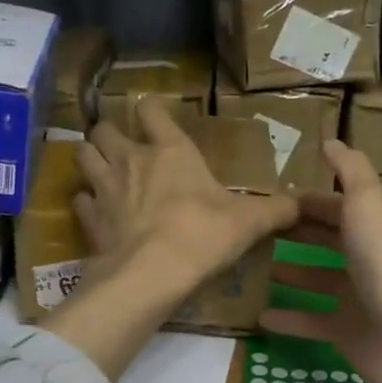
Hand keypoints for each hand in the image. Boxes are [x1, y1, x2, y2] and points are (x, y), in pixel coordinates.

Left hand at [74, 99, 296, 294]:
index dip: (150, 109)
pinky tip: (96, 210)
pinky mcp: (90, 219)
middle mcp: (132, 160)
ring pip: (83, 156)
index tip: (153, 114)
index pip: (152, 111)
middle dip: (109, 133)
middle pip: (104, 130)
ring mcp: (105, 188)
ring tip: (100, 169)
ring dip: (90, 158)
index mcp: (171, 151)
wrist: (153, 273)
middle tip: (121, 146)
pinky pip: (79, 200)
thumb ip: (276, 210)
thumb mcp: (249, 222)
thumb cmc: (203, 235)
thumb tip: (301, 203)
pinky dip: (86, 202)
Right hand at [261, 140, 381, 382]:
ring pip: (316, 279)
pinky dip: (288, 319)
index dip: (303, 199)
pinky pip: (311, 321)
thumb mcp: (368, 203)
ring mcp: (357, 297)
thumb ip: (350, 170)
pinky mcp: (347, 332)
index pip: (333, 203)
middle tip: (251, 230)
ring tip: (250, 267)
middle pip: (324, 238)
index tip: (264, 197)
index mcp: (371, 224)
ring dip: (287, 272)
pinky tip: (258, 315)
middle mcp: (365, 257)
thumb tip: (330, 140)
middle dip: (293, 231)